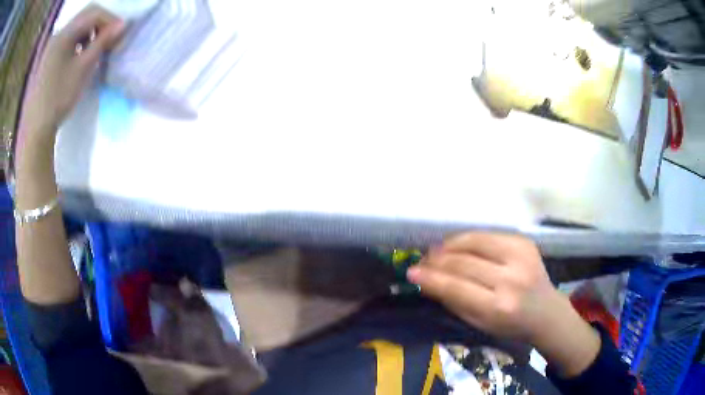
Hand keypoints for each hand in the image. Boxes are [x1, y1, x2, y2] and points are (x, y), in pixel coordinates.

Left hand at [21, 5, 123, 136]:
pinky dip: (79, 41)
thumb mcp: (83, 69)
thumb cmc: (58, 98)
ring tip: (95, 49)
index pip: (94, 13)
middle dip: (101, 23)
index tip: (119, 35)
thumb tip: (123, 25)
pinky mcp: (48, 57)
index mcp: (65, 33)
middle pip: (85, 16)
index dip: (110, 19)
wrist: (35, 128)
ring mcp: (51, 45)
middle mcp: (58, 33)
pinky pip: (68, 39)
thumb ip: (102, 43)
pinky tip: (79, 56)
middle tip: (109, 39)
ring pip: (76, 27)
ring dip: (90, 32)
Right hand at [408, 232, 600, 376]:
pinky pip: (487, 235)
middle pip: (463, 262)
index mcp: (499, 306)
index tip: (411, 272)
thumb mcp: (479, 323)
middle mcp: (511, 278)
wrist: (546, 311)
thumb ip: (453, 301)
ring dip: (449, 245)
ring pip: (473, 242)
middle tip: (422, 262)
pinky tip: (456, 246)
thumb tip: (427, 280)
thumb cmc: (510, 325)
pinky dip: (467, 240)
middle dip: (436, 260)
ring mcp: (520, 256)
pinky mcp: (524, 242)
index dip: (430, 278)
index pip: (456, 287)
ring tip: (436, 252)